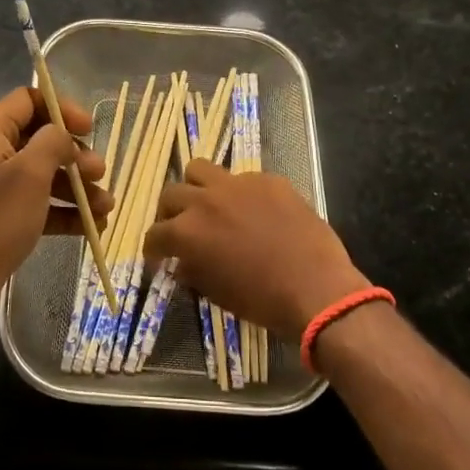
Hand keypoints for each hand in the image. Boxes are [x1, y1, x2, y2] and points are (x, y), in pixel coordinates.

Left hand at [0, 86, 112, 325]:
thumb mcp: (30, 174)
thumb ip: (52, 142)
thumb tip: (63, 136)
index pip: (28, 100)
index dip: (61, 109)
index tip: (89, 129)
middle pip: (40, 139)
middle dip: (75, 156)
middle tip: (99, 173)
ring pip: (43, 174)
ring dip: (77, 187)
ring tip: (106, 207)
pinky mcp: (1, 214)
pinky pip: (38, 203)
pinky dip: (63, 211)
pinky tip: (92, 227)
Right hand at [144, 162, 367, 341]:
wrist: (316, 289)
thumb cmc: (262, 301)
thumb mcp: (216, 293)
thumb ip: (193, 271)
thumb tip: (183, 262)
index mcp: (188, 232)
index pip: (156, 233)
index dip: (153, 247)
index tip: (158, 255)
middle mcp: (205, 201)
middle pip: (171, 193)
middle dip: (169, 212)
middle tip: (179, 227)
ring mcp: (238, 184)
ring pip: (200, 169)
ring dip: (197, 187)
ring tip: (209, 204)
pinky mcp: (267, 180)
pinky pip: (243, 178)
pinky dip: (240, 193)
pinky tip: (255, 211)